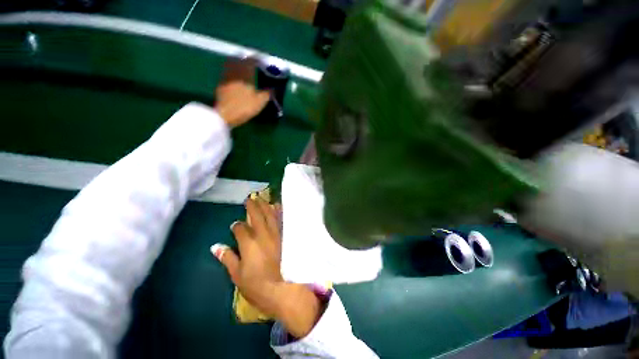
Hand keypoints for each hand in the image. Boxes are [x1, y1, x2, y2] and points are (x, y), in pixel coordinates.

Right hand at [212, 198, 322, 337]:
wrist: (282, 289)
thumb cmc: (257, 285)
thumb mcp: (237, 274)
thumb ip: (228, 258)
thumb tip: (215, 246)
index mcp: (249, 243)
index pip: (240, 228)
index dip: (236, 226)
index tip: (235, 225)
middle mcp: (263, 234)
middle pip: (257, 215)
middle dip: (252, 206)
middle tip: (249, 198)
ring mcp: (276, 234)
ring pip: (270, 215)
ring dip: (266, 205)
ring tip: (262, 198)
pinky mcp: (286, 236)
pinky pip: (282, 220)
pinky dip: (279, 212)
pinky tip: (278, 206)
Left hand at [215, 57, 269, 126]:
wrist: (225, 114)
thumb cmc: (244, 107)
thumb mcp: (260, 102)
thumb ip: (267, 93)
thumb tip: (273, 89)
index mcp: (245, 73)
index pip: (252, 60)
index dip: (257, 58)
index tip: (262, 59)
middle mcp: (235, 71)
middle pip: (240, 59)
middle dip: (247, 59)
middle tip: (252, 62)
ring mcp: (226, 76)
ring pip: (232, 64)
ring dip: (238, 63)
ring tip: (244, 68)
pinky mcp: (221, 83)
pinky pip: (228, 72)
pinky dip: (233, 71)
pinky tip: (236, 77)